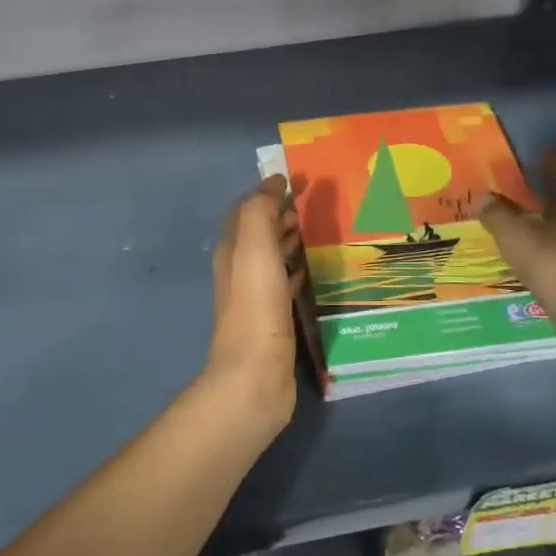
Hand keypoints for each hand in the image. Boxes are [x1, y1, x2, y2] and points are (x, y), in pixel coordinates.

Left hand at [204, 175, 302, 429]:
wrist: (256, 374)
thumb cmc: (256, 306)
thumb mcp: (254, 248)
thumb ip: (260, 212)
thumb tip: (273, 182)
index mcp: (232, 250)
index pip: (246, 210)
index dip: (268, 193)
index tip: (300, 181)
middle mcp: (240, 269)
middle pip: (260, 232)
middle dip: (283, 215)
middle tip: (317, 204)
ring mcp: (256, 296)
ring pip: (273, 257)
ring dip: (293, 241)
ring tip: (323, 231)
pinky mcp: (274, 319)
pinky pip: (287, 283)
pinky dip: (299, 269)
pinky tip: (318, 270)